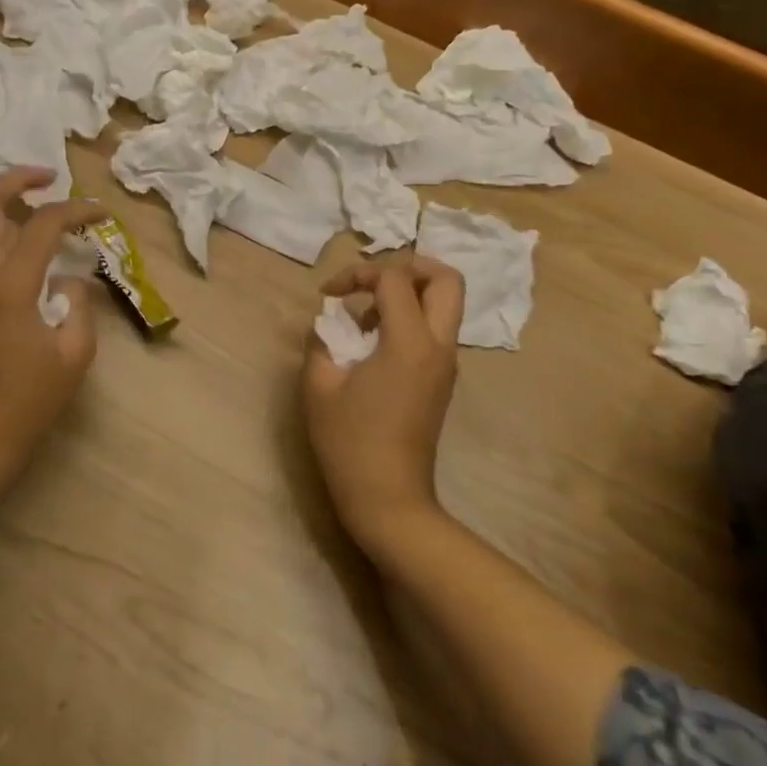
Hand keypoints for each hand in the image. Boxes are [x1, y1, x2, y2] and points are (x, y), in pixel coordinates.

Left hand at [0, 168, 106, 471]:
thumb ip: (77, 302)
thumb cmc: (29, 399)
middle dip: (17, 179)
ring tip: (21, 196)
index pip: (44, 222)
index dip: (77, 209)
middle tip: (48, 179)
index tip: (102, 214)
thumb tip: (65, 277)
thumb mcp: (75, 352)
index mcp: (8, 283)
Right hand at [301, 256, 464, 551]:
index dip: (357, 274)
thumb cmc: (350, 443)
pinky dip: (410, 319)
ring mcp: (447, 363)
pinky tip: (374, 343)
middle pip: (446, 279)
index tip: (329, 295)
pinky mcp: (443, 379)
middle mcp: (438, 346)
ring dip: (409, 294)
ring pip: (445, 304)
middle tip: (372, 282)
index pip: (394, 279)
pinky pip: (436, 329)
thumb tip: (331, 322)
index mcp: (410, 343)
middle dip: (409, 266)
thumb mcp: (320, 385)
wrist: (389, 499)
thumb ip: (323, 340)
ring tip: (366, 317)